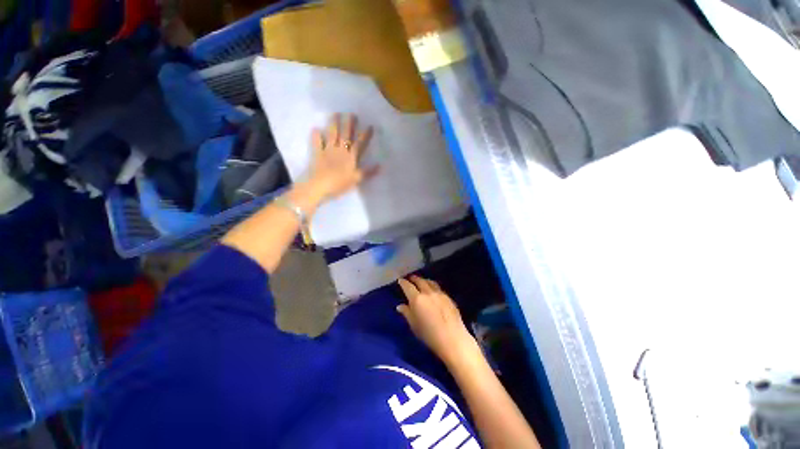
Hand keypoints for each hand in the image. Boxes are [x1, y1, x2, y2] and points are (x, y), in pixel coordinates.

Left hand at [308, 113, 375, 200]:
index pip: (360, 144)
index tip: (370, 126)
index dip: (365, 135)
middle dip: (350, 124)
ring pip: (332, 135)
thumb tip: (380, 166)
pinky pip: (317, 143)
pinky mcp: (318, 154)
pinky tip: (316, 129)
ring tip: (336, 114)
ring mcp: (328, 150)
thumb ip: (368, 172)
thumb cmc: (340, 184)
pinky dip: (316, 136)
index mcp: (351, 157)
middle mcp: (341, 150)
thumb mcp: (356, 179)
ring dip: (334, 124)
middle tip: (352, 114)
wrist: (320, 186)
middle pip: (346, 135)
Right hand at [397, 276, 478, 364]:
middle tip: (410, 278)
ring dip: (424, 280)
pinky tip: (432, 291)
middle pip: (420, 281)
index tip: (400, 280)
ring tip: (421, 281)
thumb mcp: (414, 326)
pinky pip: (438, 288)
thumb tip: (400, 306)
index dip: (403, 282)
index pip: (408, 286)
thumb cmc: (429, 335)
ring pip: (430, 282)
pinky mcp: (448, 297)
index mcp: (417, 299)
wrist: (453, 339)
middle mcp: (428, 293)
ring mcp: (439, 294)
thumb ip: (407, 313)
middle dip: (414, 278)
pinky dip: (432, 286)